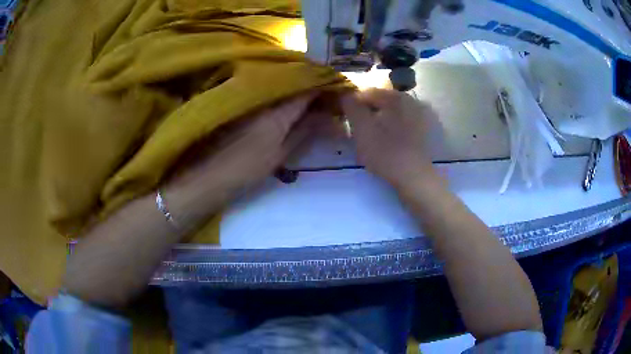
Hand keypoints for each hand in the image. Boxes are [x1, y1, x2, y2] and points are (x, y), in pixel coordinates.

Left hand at [167, 93, 315, 217]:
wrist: (207, 176)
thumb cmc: (245, 169)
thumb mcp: (280, 154)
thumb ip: (305, 131)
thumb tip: (329, 117)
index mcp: (278, 109)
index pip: (308, 86)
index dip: (325, 85)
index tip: (338, 91)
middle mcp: (265, 96)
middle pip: (295, 82)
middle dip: (314, 87)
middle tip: (328, 99)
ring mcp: (251, 98)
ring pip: (282, 86)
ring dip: (299, 91)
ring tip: (314, 102)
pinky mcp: (242, 104)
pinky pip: (269, 93)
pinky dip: (283, 96)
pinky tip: (290, 105)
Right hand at [341, 89, 438, 188]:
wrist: (415, 177)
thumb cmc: (386, 152)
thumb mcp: (362, 128)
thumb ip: (351, 107)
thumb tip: (346, 95)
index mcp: (396, 97)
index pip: (368, 92)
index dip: (353, 102)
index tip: (344, 116)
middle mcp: (412, 101)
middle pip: (382, 102)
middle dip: (368, 111)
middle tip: (357, 128)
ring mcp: (422, 117)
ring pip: (393, 114)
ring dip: (380, 120)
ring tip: (371, 137)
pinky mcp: (426, 132)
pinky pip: (403, 124)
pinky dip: (392, 129)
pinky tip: (387, 142)